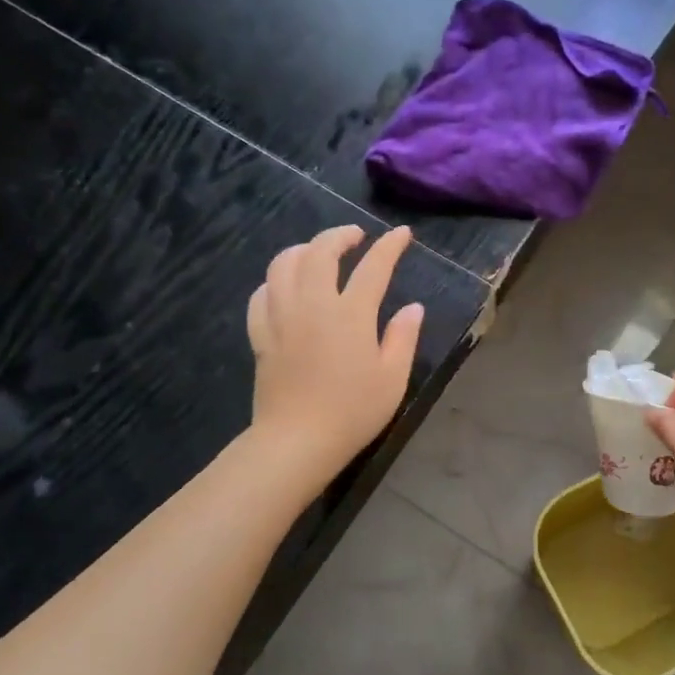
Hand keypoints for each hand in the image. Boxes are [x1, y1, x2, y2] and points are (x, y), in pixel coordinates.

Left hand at [247, 224, 424, 485]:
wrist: (297, 441)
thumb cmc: (353, 412)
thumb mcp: (393, 379)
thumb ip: (403, 337)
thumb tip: (413, 307)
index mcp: (351, 314)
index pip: (374, 267)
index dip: (390, 246)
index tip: (402, 234)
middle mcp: (313, 305)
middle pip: (320, 252)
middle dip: (339, 235)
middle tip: (355, 236)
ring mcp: (282, 317)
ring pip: (283, 265)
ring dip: (302, 249)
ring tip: (316, 254)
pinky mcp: (261, 335)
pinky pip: (261, 294)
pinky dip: (274, 281)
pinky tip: (283, 287)